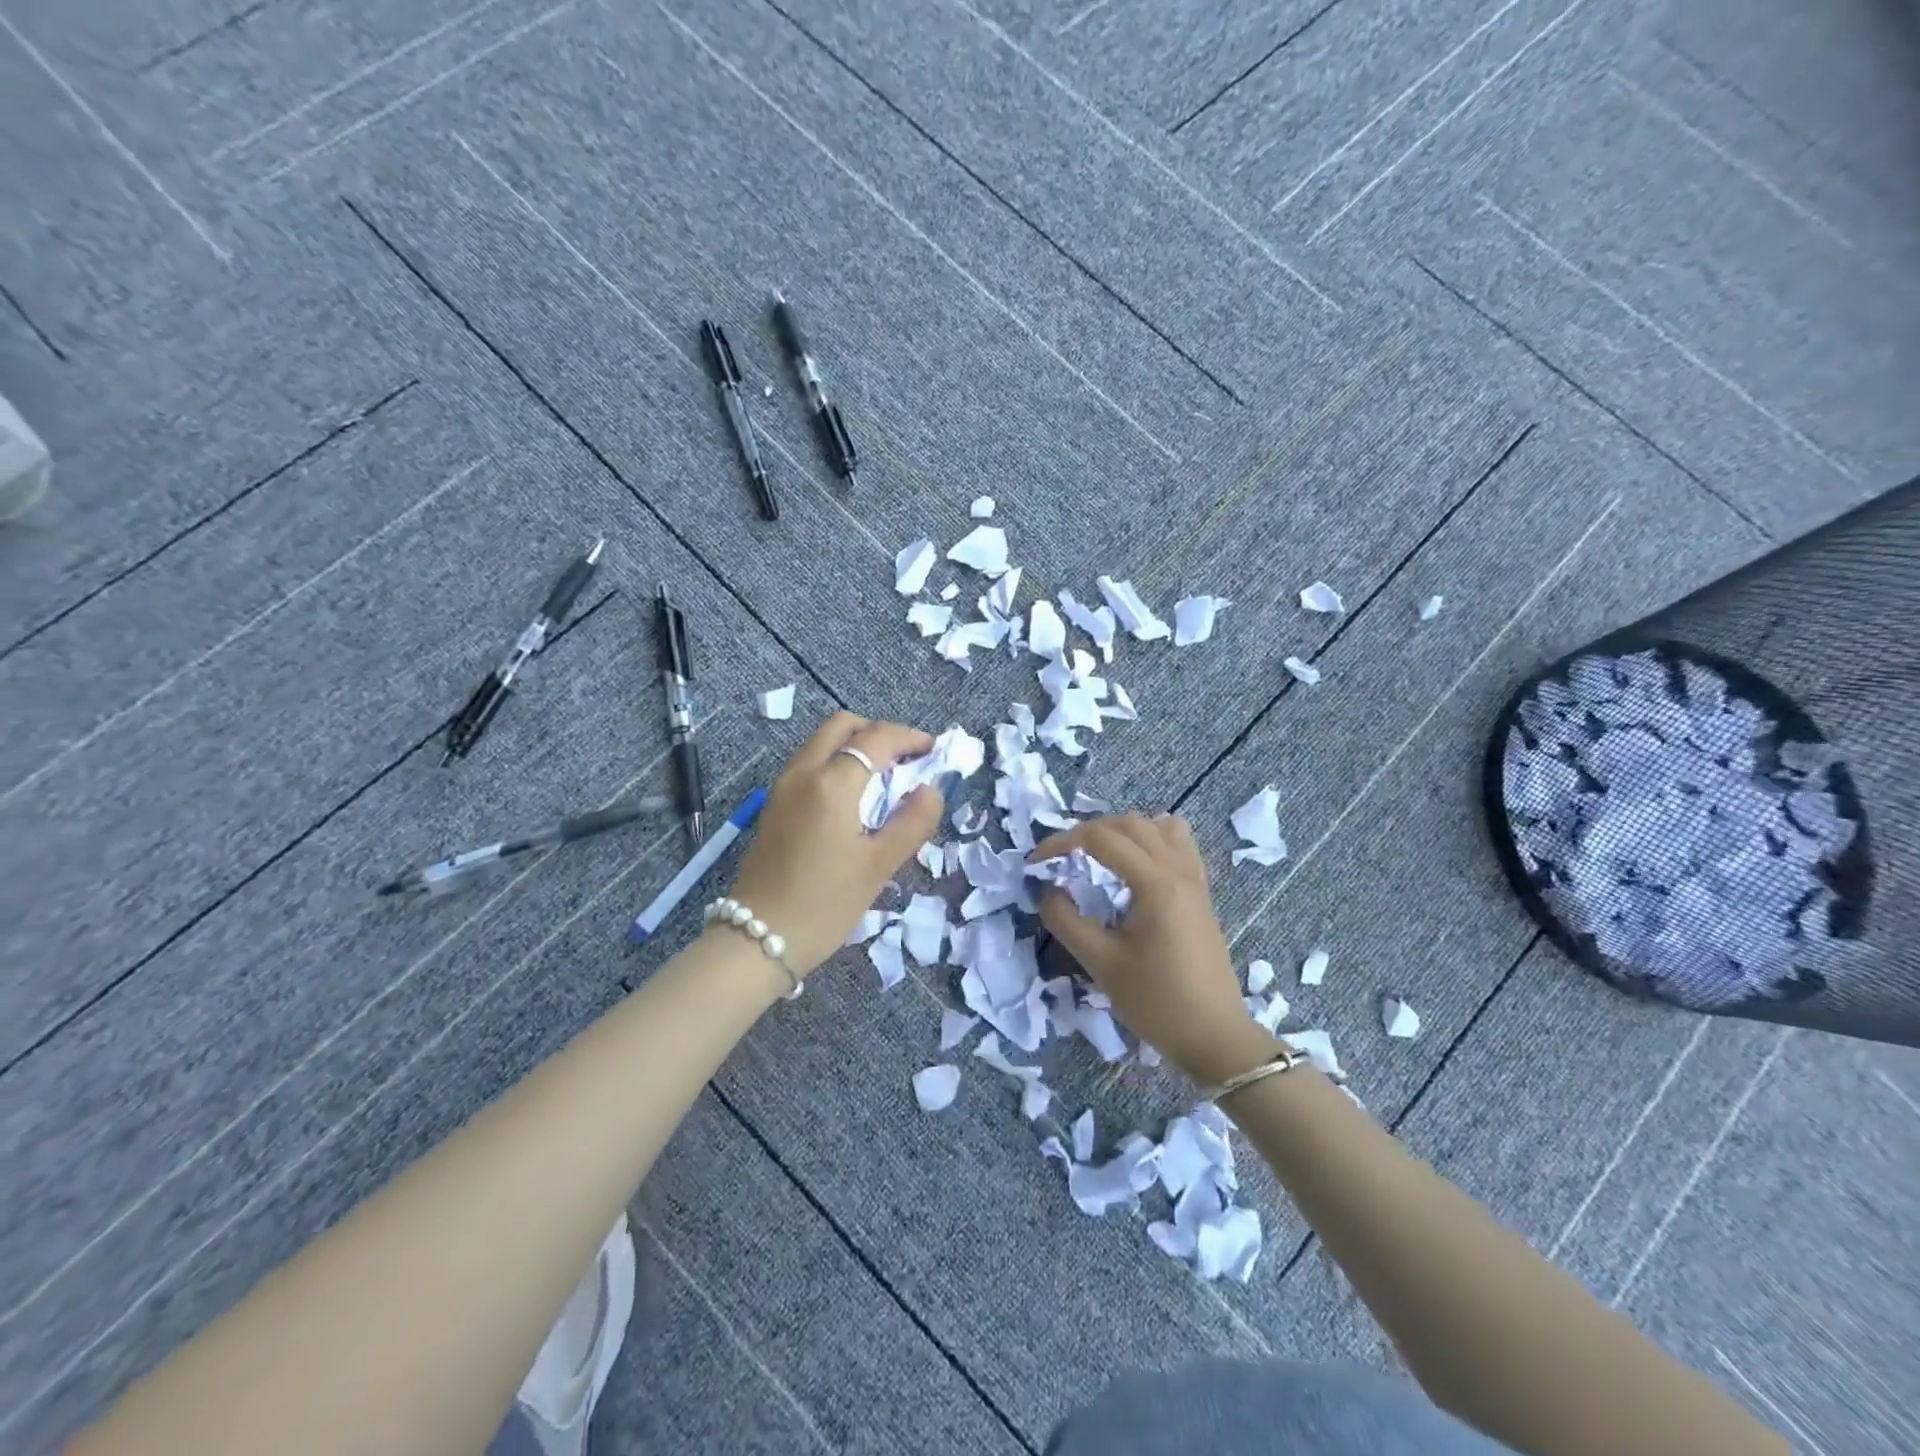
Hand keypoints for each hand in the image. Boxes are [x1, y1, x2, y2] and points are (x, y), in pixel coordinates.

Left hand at [724, 713, 945, 976]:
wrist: (757, 939)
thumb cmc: (825, 904)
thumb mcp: (879, 867)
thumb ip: (912, 822)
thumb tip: (931, 789)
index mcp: (831, 784)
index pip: (876, 738)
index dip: (910, 738)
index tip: (934, 751)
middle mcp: (802, 772)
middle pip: (843, 725)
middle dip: (879, 733)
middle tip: (907, 760)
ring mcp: (783, 786)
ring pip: (822, 742)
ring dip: (856, 746)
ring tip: (884, 779)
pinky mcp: (774, 804)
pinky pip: (809, 763)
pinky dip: (836, 762)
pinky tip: (854, 798)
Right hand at [1030, 814, 1275, 1085]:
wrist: (1215, 1037)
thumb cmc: (1157, 1003)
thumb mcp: (1102, 964)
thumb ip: (1067, 921)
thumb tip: (1048, 891)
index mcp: (1156, 884)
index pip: (1101, 839)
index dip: (1061, 843)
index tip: (1035, 865)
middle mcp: (1179, 870)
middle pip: (1129, 824)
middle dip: (1088, 833)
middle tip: (1061, 860)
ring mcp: (1195, 879)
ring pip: (1157, 827)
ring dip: (1122, 832)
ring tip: (1096, 858)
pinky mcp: (1201, 893)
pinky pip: (1178, 844)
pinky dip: (1151, 842)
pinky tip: (1134, 869)